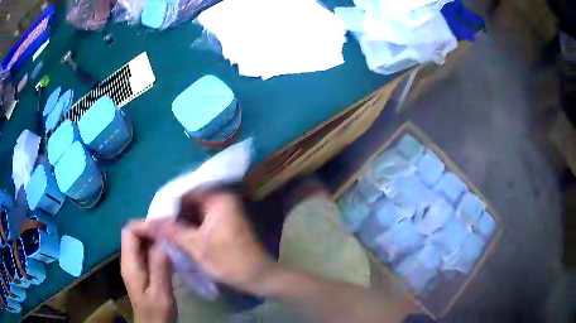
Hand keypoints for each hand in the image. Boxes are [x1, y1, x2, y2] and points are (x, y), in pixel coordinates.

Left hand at [121, 221, 176, 322]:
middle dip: (150, 228)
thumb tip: (162, 241)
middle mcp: (129, 261)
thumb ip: (160, 267)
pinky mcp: (142, 270)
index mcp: (129, 264)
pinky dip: (156, 247)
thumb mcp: (160, 293)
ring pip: (140, 241)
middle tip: (170, 232)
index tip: (164, 228)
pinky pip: (146, 251)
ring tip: (172, 239)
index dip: (144, 225)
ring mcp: (135, 265)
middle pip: (133, 234)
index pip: (129, 232)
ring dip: (154, 237)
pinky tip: (170, 252)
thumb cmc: (157, 312)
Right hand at [157, 191, 275, 294]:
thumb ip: (171, 231)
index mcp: (218, 198)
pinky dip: (189, 225)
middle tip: (154, 221)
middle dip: (172, 211)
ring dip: (180, 219)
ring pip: (194, 210)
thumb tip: (148, 221)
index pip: (185, 191)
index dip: (167, 202)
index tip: (152, 214)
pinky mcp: (224, 222)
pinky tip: (176, 233)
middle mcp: (222, 199)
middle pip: (190, 199)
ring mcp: (224, 211)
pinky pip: (201, 218)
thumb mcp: (196, 247)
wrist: (259, 277)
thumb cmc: (229, 262)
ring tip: (161, 227)